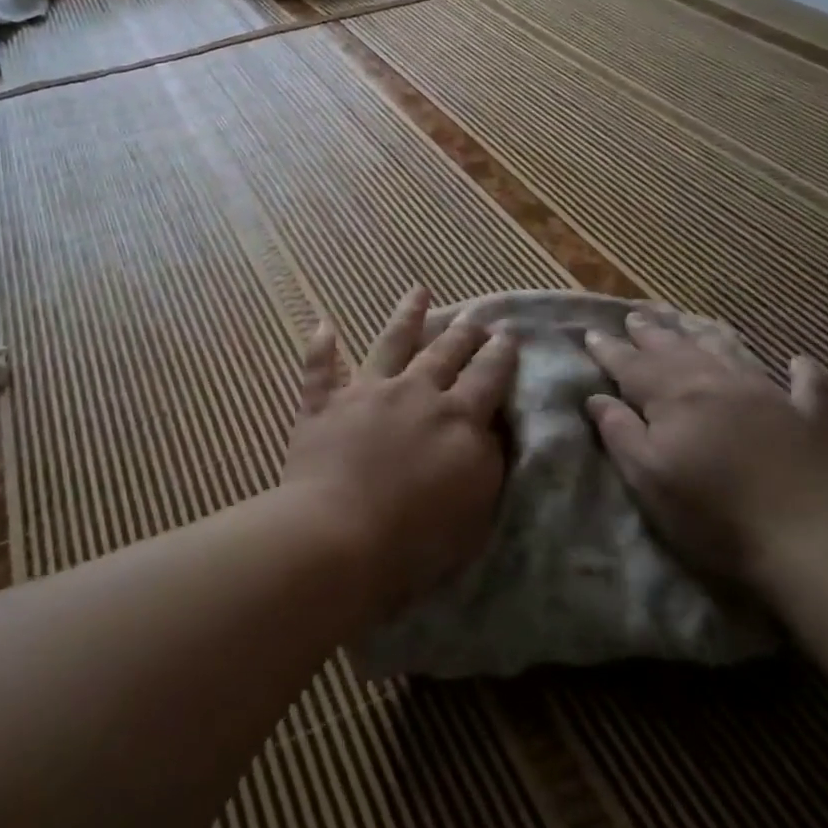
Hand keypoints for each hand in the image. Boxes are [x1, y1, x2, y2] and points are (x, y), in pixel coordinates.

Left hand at [279, 286, 517, 620]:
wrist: (340, 536)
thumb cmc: (417, 536)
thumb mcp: (477, 504)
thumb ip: (487, 459)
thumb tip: (489, 428)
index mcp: (457, 418)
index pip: (487, 376)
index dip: (500, 354)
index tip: (507, 333)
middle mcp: (415, 393)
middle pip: (444, 353)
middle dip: (463, 332)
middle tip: (474, 316)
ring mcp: (366, 394)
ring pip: (390, 344)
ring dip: (405, 316)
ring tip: (418, 291)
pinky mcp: (323, 407)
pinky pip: (320, 370)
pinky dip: (321, 348)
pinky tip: (323, 325)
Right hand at [585, 310, 827, 584]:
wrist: (805, 540)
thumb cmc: (711, 514)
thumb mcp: (648, 478)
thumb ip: (620, 433)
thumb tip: (596, 397)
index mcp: (675, 398)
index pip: (632, 365)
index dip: (610, 350)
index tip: (591, 334)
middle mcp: (717, 383)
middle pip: (677, 349)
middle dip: (651, 333)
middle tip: (634, 315)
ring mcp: (767, 395)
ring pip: (729, 352)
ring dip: (705, 335)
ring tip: (687, 322)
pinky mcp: (808, 418)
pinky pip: (805, 384)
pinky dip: (801, 370)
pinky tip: (798, 360)